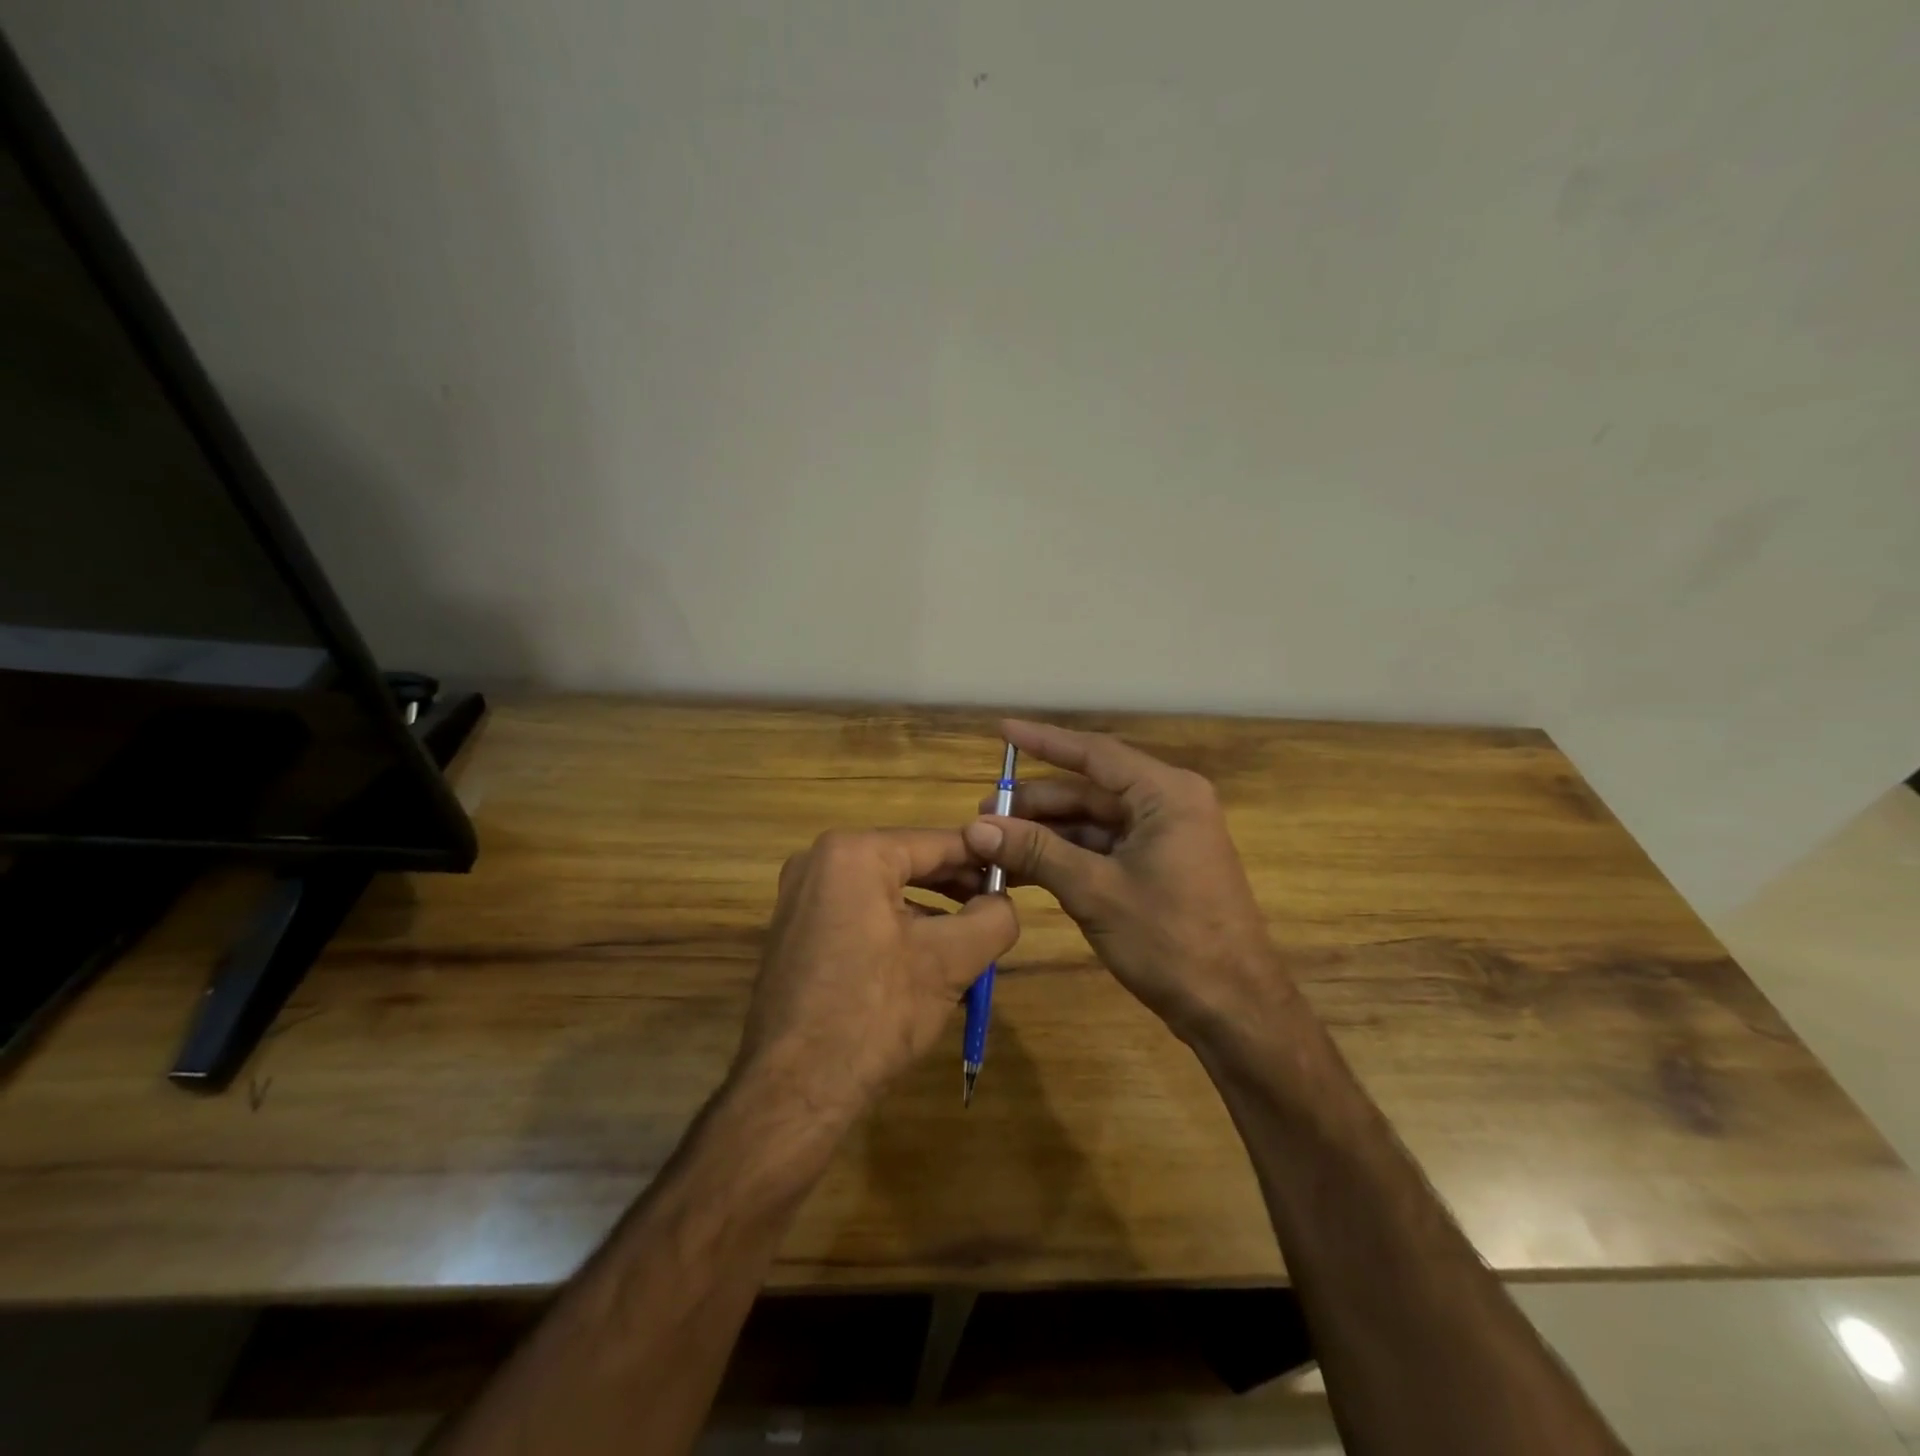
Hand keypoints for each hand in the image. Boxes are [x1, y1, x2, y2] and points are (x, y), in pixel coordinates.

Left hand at [735, 829, 1017, 1121]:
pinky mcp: (794, 929)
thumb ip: (993, 918)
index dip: (982, 859)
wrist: (794, 1089)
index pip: (936, 843)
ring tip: (968, 939)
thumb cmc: (875, 1013)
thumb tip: (1004, 902)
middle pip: (908, 863)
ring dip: (929, 911)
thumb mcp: (950, 961)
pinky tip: (923, 959)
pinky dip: (895, 926)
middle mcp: (818, 860)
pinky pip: (858, 911)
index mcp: (853, 853)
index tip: (1016, 874)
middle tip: (997, 908)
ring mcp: (799, 896)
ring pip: (884, 890)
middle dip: (956, 887)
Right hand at [962, 720, 1282, 1040]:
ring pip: (1093, 823)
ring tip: (994, 845)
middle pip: (1090, 790)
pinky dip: (1065, 857)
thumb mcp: (1095, 891)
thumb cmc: (1171, 940)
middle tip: (985, 814)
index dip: (1044, 741)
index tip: (1003, 730)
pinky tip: (1024, 869)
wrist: (1233, 1010)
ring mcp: (1164, 839)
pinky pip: (1103, 850)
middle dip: (1037, 803)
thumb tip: (977, 827)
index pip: (1095, 753)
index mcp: (1166, 794)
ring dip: (1046, 834)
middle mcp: (1168, 805)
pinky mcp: (1158, 869)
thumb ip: (1037, 851)